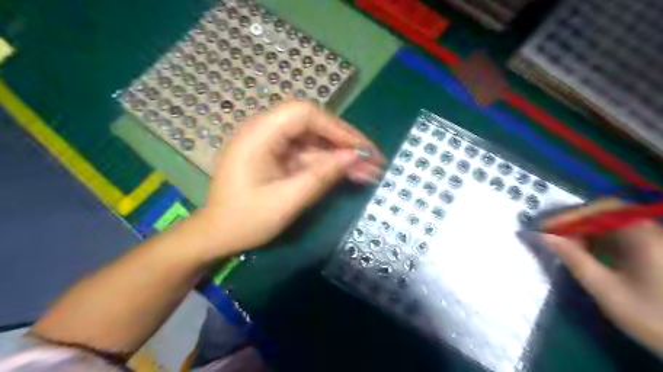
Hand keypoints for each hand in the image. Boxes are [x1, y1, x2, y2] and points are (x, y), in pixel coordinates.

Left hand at [195, 102, 382, 257]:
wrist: (218, 235)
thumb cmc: (245, 220)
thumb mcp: (287, 200)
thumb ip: (322, 176)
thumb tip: (356, 156)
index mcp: (259, 135)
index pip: (304, 114)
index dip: (337, 128)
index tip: (361, 148)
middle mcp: (265, 132)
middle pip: (312, 125)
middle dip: (344, 142)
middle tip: (372, 160)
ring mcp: (272, 145)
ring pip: (314, 141)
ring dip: (340, 156)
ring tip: (368, 171)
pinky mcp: (277, 157)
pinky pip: (307, 155)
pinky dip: (328, 165)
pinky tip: (349, 174)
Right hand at [541, 199, 662, 356]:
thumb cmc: (654, 317)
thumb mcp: (606, 289)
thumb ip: (574, 259)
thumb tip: (544, 236)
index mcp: (644, 235)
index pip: (602, 208)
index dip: (570, 214)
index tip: (545, 227)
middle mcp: (652, 231)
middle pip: (607, 213)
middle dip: (574, 221)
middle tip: (548, 233)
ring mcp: (654, 241)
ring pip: (611, 224)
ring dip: (583, 230)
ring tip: (560, 242)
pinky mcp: (654, 252)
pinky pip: (620, 236)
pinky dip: (597, 239)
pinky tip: (582, 251)